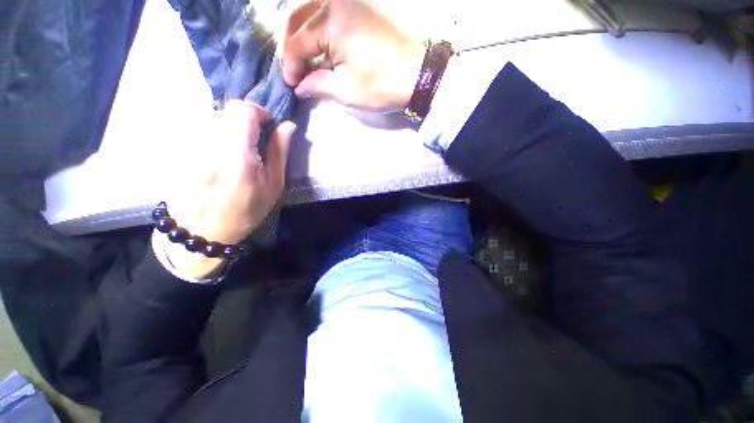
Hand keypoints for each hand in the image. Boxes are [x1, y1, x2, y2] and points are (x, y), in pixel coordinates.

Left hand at [163, 101, 295, 278]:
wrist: (199, 232)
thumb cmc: (245, 212)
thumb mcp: (272, 186)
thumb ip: (279, 153)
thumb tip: (288, 126)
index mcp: (238, 155)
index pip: (243, 110)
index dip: (258, 111)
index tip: (267, 125)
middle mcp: (209, 144)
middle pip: (226, 110)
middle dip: (244, 119)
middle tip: (253, 140)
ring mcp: (189, 146)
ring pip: (211, 117)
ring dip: (228, 126)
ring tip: (235, 150)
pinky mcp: (178, 150)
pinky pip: (198, 128)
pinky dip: (213, 134)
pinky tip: (217, 155)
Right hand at [281, 0, 424, 111]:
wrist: (419, 74)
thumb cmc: (383, 84)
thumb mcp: (347, 89)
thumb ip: (318, 85)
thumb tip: (301, 87)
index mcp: (331, 18)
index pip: (297, 42)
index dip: (290, 65)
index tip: (291, 84)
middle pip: (299, 18)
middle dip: (292, 46)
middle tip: (294, 71)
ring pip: (312, 11)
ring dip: (304, 35)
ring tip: (304, 60)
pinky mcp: (362, 5)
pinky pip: (329, 12)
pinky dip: (320, 30)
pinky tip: (321, 48)